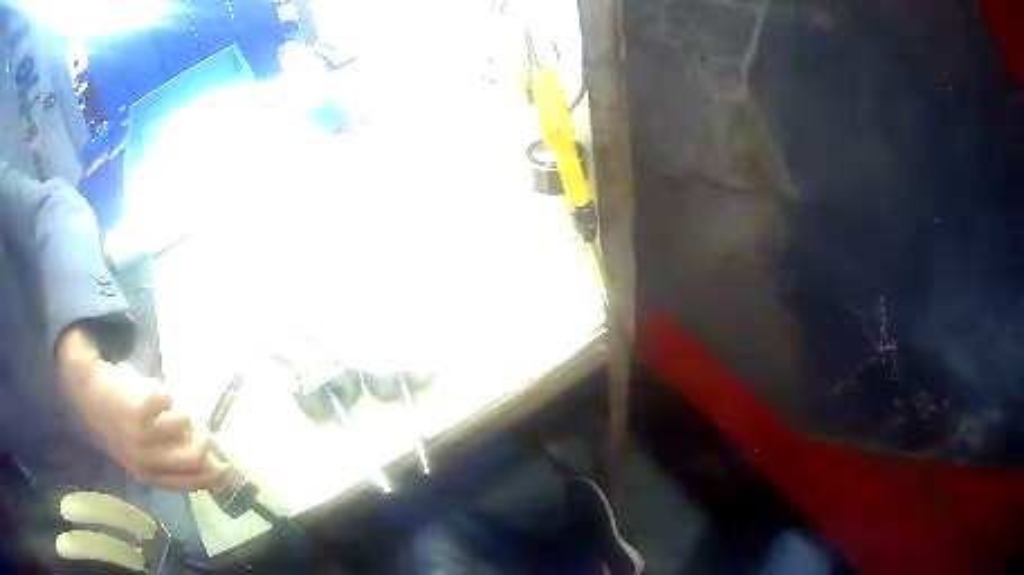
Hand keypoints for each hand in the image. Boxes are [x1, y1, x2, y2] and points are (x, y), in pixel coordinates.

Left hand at [57, 326, 229, 490]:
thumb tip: (219, 469)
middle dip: (202, 440)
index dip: (212, 474)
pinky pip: (168, 398)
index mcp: (149, 475)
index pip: (192, 482)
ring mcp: (142, 435)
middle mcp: (147, 461)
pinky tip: (147, 393)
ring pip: (184, 424)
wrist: (88, 389)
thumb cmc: (120, 420)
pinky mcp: (140, 407)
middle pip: (194, 458)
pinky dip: (163, 392)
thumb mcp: (146, 447)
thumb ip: (176, 458)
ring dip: (178, 410)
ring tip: (162, 407)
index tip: (225, 466)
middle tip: (198, 427)